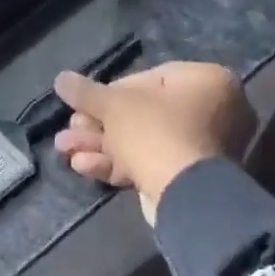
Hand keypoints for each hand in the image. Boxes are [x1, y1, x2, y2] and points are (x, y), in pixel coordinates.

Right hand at [52, 61, 256, 222]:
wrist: (185, 196)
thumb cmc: (155, 133)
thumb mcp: (114, 105)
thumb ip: (86, 92)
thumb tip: (61, 78)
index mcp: (206, 82)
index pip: (150, 79)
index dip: (109, 93)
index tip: (84, 105)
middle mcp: (213, 112)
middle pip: (141, 114)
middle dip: (97, 125)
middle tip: (70, 130)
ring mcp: (203, 149)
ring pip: (141, 142)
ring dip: (99, 145)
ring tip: (64, 149)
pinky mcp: (189, 179)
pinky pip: (150, 163)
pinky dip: (116, 164)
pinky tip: (83, 166)